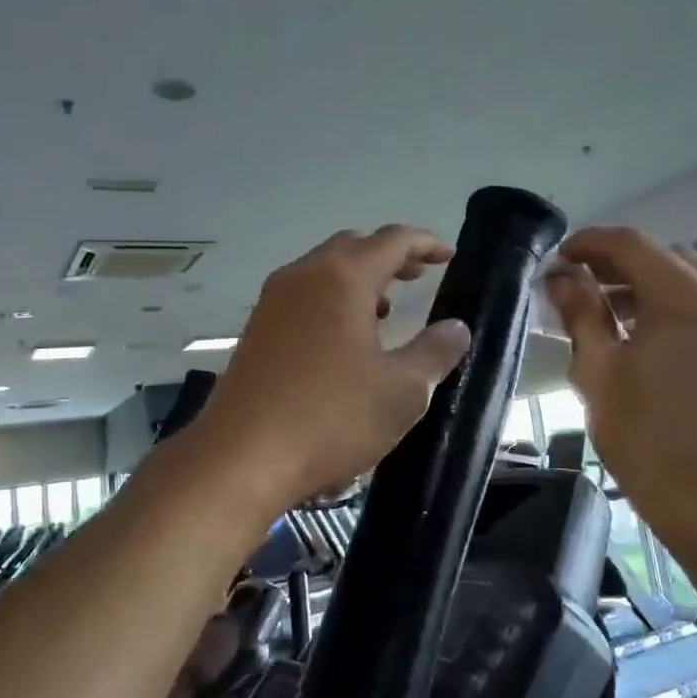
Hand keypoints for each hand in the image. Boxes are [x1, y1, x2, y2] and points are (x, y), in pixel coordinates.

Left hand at [192, 226, 472, 513]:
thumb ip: (435, 352)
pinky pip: (301, 295)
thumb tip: (456, 328)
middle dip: (389, 256)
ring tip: (384, 310)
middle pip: (353, 247)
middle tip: (418, 277)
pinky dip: (330, 299)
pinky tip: (342, 340)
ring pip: (322, 270)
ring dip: (357, 279)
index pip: (392, 240)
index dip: (425, 243)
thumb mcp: (401, 392)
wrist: (241, 457)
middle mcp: (303, 276)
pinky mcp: (255, 329)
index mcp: (342, 279)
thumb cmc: (330, 419)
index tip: (448, 256)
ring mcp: (272, 301)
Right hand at [546, 228, 696, 557]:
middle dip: (615, 264)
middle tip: (573, 288)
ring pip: (687, 276)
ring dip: (643, 284)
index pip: (632, 245)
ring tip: (602, 312)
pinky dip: (670, 303)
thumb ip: (581, 314)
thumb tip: (561, 279)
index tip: (556, 260)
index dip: (589, 244)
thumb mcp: (599, 373)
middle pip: (663, 256)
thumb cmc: (649, 441)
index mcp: (691, 299)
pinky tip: (639, 332)